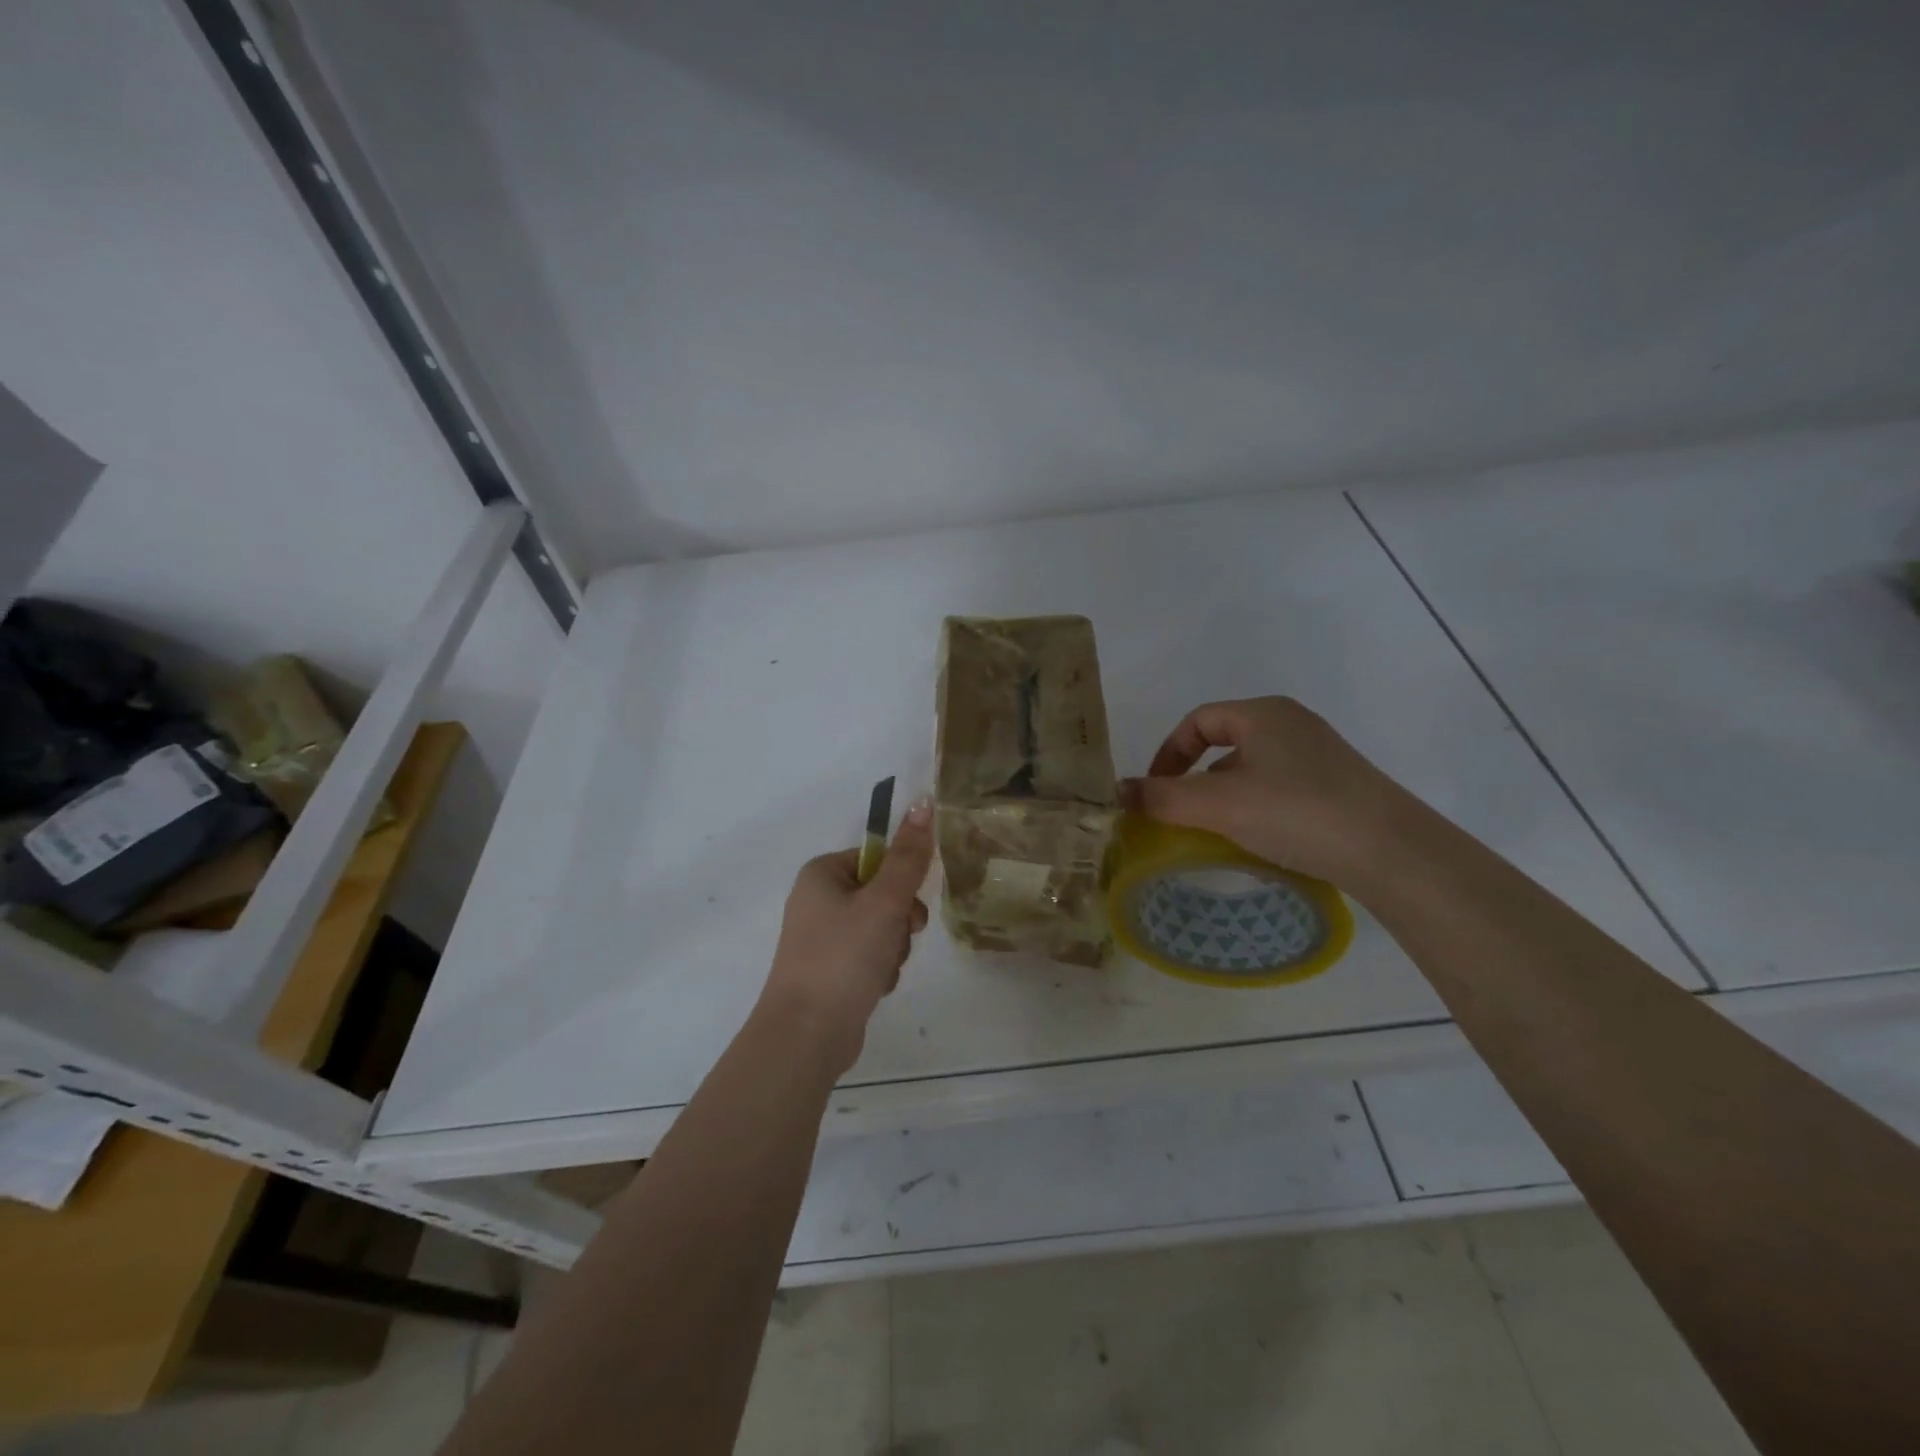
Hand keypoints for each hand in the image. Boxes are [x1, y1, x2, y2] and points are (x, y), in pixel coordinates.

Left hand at [759, 797, 935, 1074]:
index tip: (908, 907)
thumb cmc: (843, 957)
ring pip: (881, 927)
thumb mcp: (884, 902)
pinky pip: (868, 955)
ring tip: (882, 970)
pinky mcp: (829, 969)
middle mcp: (817, 899)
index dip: (901, 881)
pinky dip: (879, 969)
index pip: (878, 859)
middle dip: (899, 921)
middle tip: (898, 939)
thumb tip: (923, 801)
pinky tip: (875, 987)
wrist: (806, 1036)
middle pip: (882, 894)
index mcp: (822, 873)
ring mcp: (821, 937)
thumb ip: (909, 856)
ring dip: (893, 948)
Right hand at [1124, 697, 1411, 883]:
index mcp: (1263, 713)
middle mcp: (1292, 724)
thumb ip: (1162, 798)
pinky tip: (1258, 840)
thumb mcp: (1218, 805)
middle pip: (1224, 743)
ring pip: (1251, 769)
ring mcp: (1319, 755)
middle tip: (1181, 815)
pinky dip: (1255, 807)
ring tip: (1216, 832)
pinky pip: (1278, 788)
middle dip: (1194, 778)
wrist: (1391, 852)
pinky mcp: (1337, 786)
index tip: (1154, 791)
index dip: (1168, 753)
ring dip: (1224, 796)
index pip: (1198, 720)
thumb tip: (1116, 792)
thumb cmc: (1296, 812)